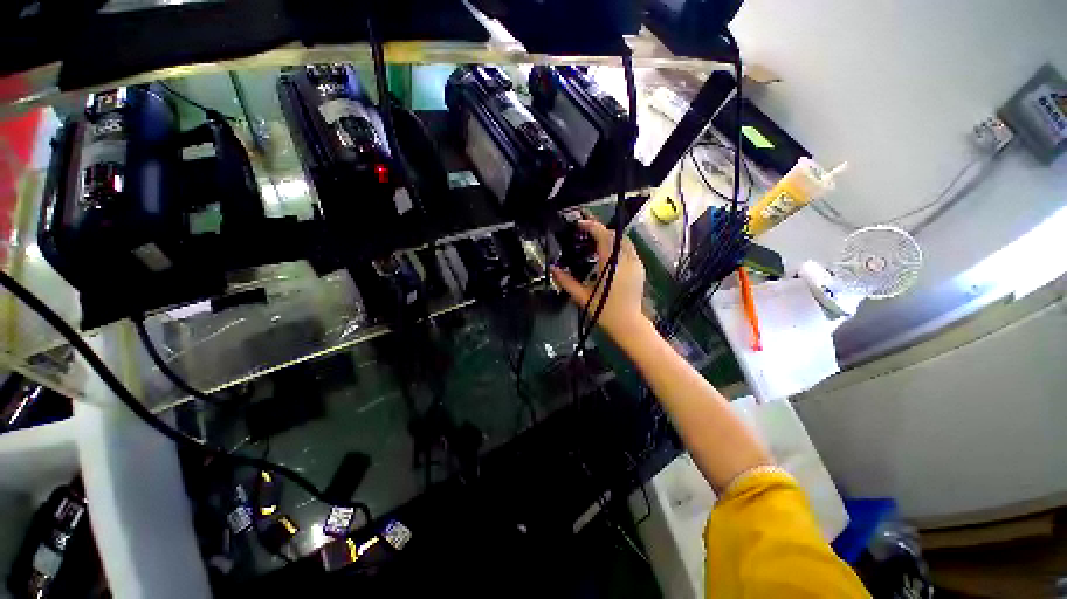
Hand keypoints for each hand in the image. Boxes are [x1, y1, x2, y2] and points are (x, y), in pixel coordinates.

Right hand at [550, 216, 649, 342]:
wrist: (628, 325)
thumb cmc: (604, 311)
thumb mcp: (582, 297)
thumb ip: (566, 281)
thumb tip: (552, 269)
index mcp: (611, 265)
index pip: (603, 236)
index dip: (591, 226)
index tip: (579, 224)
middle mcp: (626, 260)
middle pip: (614, 235)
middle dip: (599, 230)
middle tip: (584, 234)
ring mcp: (636, 264)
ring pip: (624, 240)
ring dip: (609, 237)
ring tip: (595, 244)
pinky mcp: (640, 269)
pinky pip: (629, 249)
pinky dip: (618, 246)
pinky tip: (607, 256)